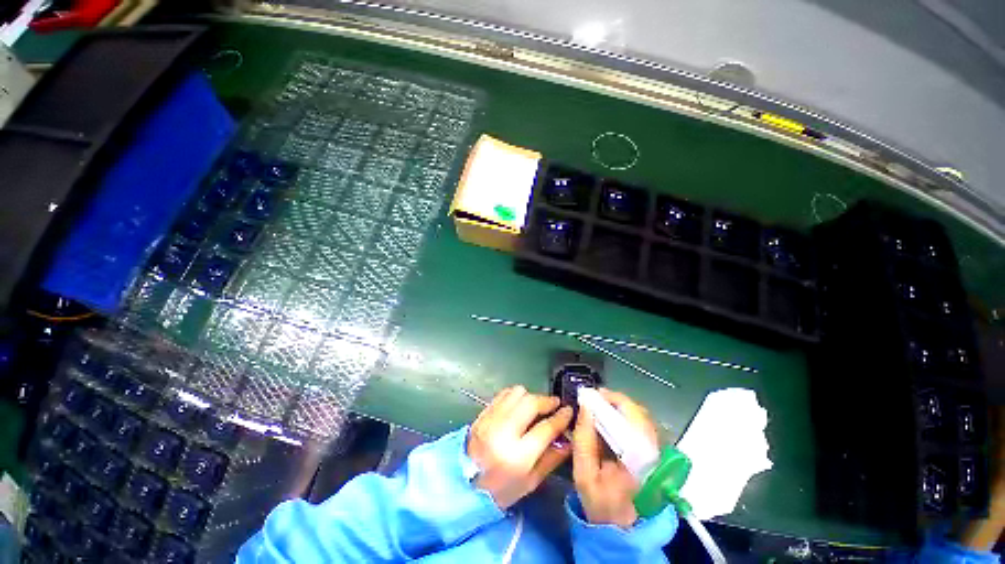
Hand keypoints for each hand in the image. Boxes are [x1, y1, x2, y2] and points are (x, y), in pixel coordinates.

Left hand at [467, 386, 573, 508]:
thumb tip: (569, 439)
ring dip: (530, 396)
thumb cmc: (500, 490)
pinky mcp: (483, 413)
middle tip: (555, 404)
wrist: (463, 484)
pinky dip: (515, 396)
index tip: (569, 410)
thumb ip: (551, 458)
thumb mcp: (530, 482)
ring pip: (516, 393)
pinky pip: (503, 394)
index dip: (561, 417)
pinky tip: (519, 405)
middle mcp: (503, 432)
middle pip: (530, 403)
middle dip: (546, 400)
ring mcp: (491, 419)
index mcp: (517, 456)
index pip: (546, 428)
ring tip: (536, 405)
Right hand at [572, 388, 658, 527]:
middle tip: (593, 400)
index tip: (591, 396)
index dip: (611, 401)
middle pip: (638, 413)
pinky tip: (609, 419)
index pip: (632, 418)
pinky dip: (624, 416)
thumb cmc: (600, 502)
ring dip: (619, 407)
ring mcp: (657, 452)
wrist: (621, 527)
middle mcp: (653, 452)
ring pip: (641, 416)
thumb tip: (585, 406)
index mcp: (638, 459)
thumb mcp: (584, 473)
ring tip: (599, 407)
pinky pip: (640, 424)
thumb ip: (583, 439)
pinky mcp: (654, 453)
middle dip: (614, 401)